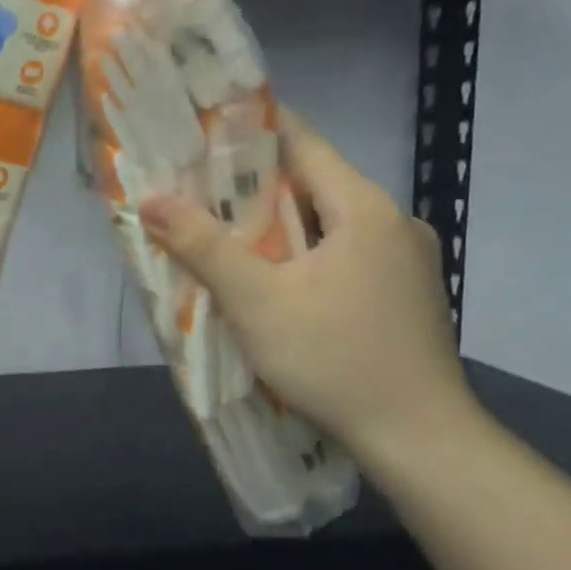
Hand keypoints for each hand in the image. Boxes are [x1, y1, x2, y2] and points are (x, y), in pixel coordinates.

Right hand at [139, 110, 472, 455]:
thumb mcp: (256, 301)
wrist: (420, 439)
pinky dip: (303, 253)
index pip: (303, 142)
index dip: (251, 130)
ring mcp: (405, 260)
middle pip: (313, 183)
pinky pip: (343, 253)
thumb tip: (151, 199)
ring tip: (222, 232)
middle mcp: (392, 222)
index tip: (202, 130)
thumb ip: (203, 245)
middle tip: (194, 188)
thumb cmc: (334, 359)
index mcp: (364, 208)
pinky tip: (273, 278)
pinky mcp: (403, 294)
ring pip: (327, 223)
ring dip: (277, 223)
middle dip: (253, 184)